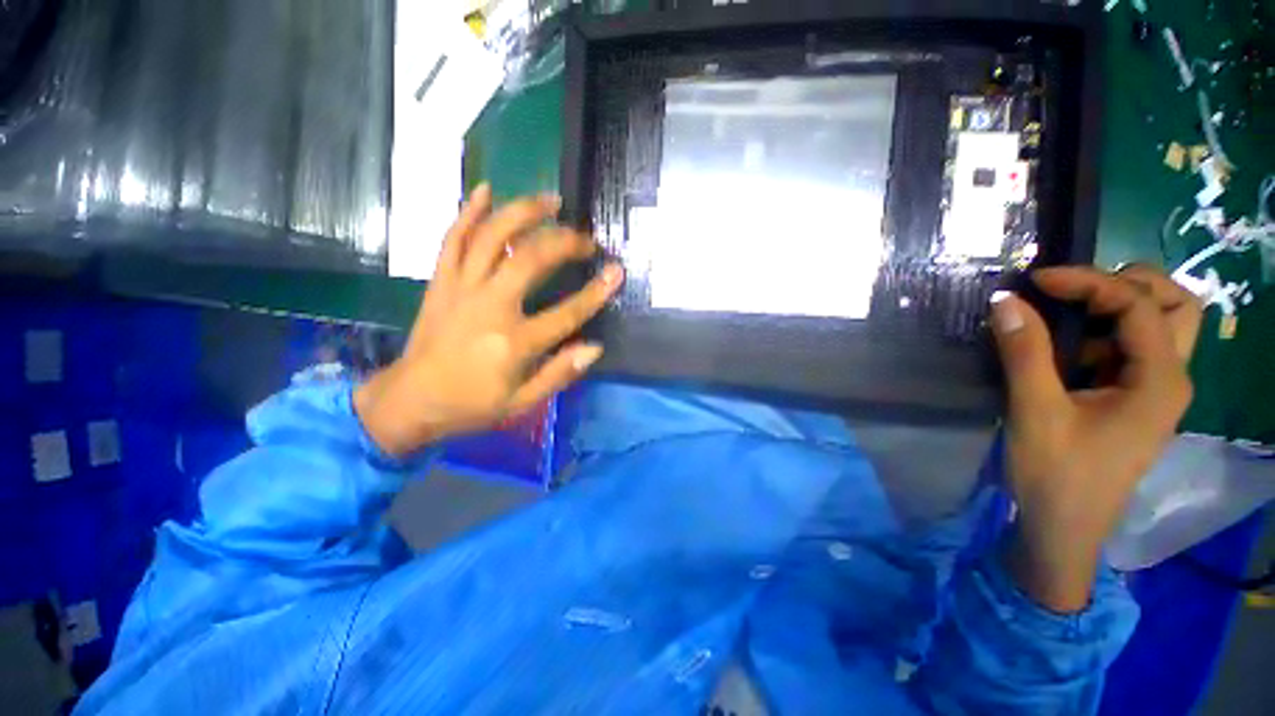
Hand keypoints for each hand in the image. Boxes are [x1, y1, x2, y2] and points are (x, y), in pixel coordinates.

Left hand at [355, 185, 623, 456]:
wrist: (410, 401)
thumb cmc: (472, 404)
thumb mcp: (522, 402)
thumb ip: (559, 374)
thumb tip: (595, 348)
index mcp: (514, 343)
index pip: (567, 312)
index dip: (596, 291)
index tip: (616, 271)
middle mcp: (490, 307)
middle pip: (531, 259)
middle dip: (564, 242)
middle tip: (586, 239)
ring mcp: (461, 288)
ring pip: (492, 237)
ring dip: (523, 212)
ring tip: (550, 200)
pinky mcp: (440, 281)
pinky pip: (453, 238)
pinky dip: (468, 211)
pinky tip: (486, 190)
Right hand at [990, 266, 1201, 611]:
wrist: (1063, 529)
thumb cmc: (1055, 475)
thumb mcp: (1035, 412)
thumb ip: (1025, 352)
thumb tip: (1005, 300)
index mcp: (1160, 382)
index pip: (1139, 305)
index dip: (1089, 282)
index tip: (1035, 280)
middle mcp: (1170, 379)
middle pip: (1175, 306)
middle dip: (1128, 283)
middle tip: (1075, 286)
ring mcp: (1154, 391)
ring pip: (1159, 326)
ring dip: (1118, 305)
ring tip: (1067, 309)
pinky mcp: (1133, 400)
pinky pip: (1130, 349)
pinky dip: (1103, 332)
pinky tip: (1065, 343)